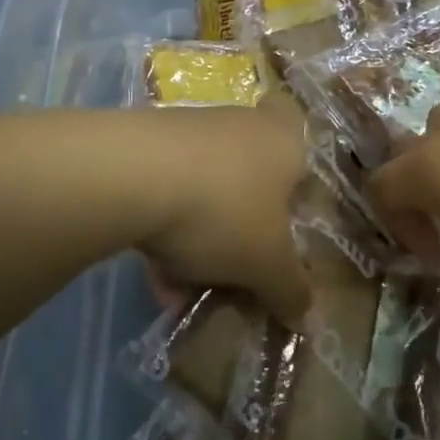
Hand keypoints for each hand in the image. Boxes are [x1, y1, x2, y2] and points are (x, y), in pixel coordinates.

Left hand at [131, 93, 312, 329]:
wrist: (131, 175)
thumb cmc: (224, 210)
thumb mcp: (267, 264)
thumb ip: (291, 290)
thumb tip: (308, 315)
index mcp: (283, 140)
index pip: (298, 133)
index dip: (295, 170)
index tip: (288, 209)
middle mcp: (241, 124)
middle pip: (251, 173)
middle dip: (244, 222)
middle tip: (241, 266)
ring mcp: (189, 129)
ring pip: (206, 187)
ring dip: (200, 234)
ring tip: (187, 286)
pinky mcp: (145, 143)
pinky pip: (167, 191)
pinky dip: (164, 229)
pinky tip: (154, 274)